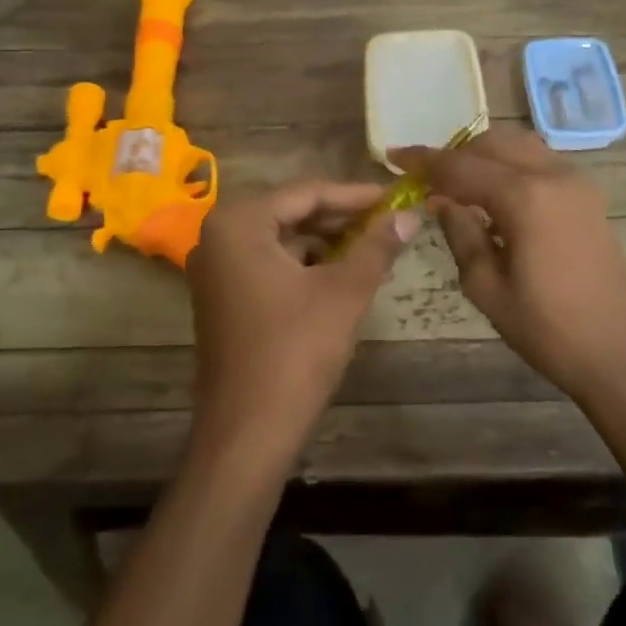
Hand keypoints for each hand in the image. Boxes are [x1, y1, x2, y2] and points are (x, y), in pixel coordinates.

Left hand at [184, 181, 416, 470]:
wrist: (247, 433)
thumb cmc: (295, 351)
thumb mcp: (344, 291)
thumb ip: (377, 246)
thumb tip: (409, 215)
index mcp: (238, 223)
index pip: (307, 192)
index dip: (355, 195)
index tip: (395, 197)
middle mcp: (218, 237)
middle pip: (291, 212)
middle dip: (341, 217)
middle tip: (388, 220)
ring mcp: (216, 269)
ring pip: (281, 239)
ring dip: (325, 241)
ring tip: (372, 246)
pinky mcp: (222, 297)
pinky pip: (269, 264)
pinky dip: (305, 265)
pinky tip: (341, 273)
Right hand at [394, 128, 625, 407]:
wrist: (621, 353)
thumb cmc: (548, 329)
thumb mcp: (487, 287)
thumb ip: (460, 233)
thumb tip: (443, 202)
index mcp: (524, 196)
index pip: (461, 165)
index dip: (424, 160)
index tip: (394, 157)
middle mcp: (553, 174)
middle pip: (493, 143)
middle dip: (456, 155)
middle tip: (428, 180)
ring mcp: (577, 181)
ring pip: (519, 146)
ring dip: (485, 157)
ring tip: (460, 186)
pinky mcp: (589, 196)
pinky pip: (540, 162)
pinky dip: (511, 167)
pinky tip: (496, 199)